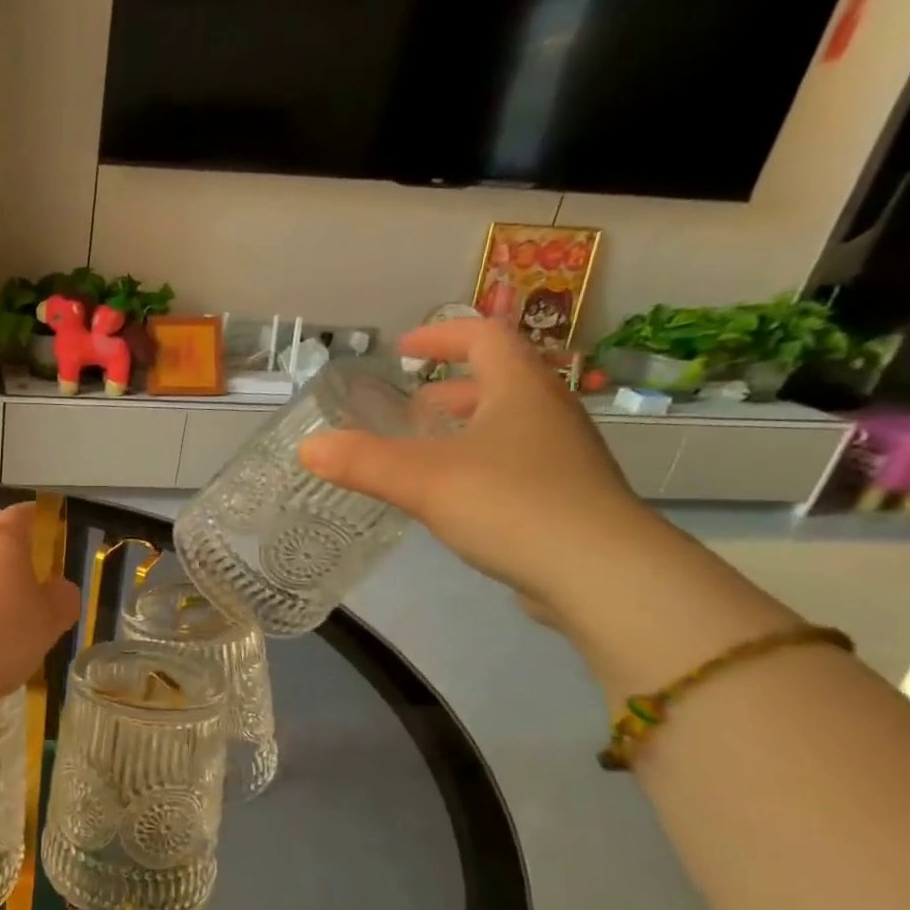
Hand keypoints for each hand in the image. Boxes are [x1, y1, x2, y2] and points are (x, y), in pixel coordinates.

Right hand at [299, 318, 660, 615]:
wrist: (602, 573)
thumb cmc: (512, 504)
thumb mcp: (423, 479)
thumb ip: (362, 461)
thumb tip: (307, 447)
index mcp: (520, 390)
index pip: (485, 337)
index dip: (442, 336)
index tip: (403, 350)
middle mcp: (547, 414)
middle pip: (498, 382)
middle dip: (447, 392)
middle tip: (405, 413)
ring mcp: (562, 458)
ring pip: (505, 426)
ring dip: (461, 430)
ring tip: (419, 455)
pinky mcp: (563, 498)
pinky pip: (512, 464)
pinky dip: (475, 466)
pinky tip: (449, 499)